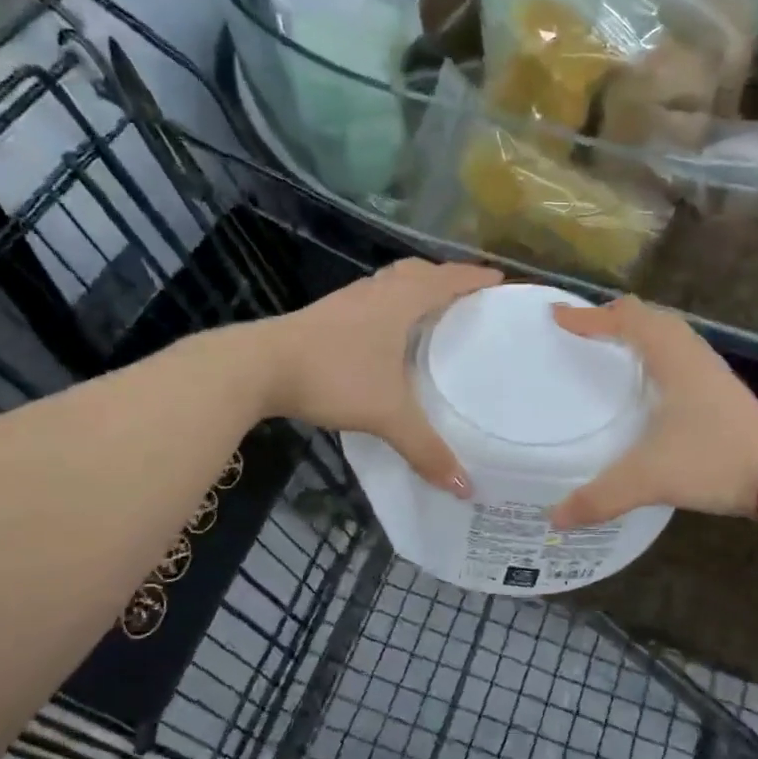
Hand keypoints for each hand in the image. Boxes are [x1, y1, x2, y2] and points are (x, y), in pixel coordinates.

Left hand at [263, 258, 502, 494]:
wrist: (259, 367)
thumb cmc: (333, 376)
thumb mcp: (386, 414)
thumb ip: (426, 449)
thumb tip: (464, 487)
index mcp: (400, 301)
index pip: (447, 279)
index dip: (474, 277)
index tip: (499, 278)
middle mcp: (375, 292)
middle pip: (417, 271)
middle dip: (444, 277)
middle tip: (465, 295)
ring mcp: (346, 301)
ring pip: (389, 283)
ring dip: (413, 288)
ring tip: (429, 311)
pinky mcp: (324, 316)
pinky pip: (369, 300)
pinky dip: (387, 306)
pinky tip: (383, 334)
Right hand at [548, 296, 757, 527]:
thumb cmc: (713, 462)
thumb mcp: (649, 478)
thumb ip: (600, 497)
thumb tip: (555, 517)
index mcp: (671, 358)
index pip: (625, 320)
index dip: (589, 317)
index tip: (556, 317)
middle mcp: (691, 354)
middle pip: (649, 316)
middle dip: (613, 317)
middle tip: (581, 330)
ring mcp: (710, 371)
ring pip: (669, 334)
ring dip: (638, 331)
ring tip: (610, 347)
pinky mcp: (721, 390)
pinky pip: (680, 353)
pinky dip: (656, 351)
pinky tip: (648, 382)